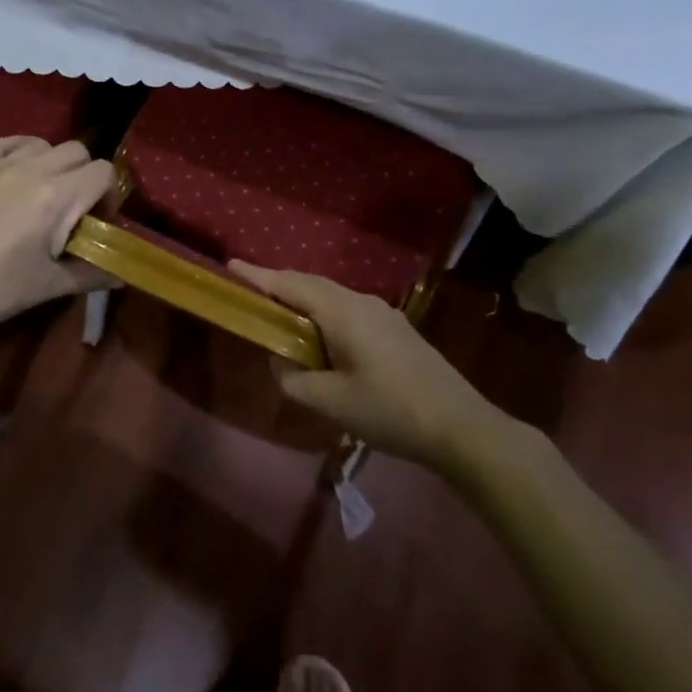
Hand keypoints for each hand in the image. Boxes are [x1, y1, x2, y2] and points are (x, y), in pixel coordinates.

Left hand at [0, 137, 118, 347]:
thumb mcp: (52, 285)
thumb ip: (93, 274)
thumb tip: (121, 275)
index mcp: (57, 197)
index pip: (104, 172)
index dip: (109, 195)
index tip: (96, 222)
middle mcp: (33, 170)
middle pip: (79, 152)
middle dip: (86, 177)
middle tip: (75, 212)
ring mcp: (1, 166)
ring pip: (46, 144)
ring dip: (56, 164)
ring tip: (47, 196)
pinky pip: (7, 142)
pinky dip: (21, 150)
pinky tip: (21, 171)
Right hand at [231, 263, 510, 471]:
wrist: (460, 426)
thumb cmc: (389, 410)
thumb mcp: (330, 402)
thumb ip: (293, 379)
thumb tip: (280, 362)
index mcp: (341, 311)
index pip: (290, 284)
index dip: (258, 276)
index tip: (230, 266)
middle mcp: (361, 301)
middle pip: (310, 284)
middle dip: (278, 285)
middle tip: (249, 292)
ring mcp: (383, 313)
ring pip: (331, 296)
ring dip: (302, 300)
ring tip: (280, 315)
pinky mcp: (396, 328)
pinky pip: (347, 309)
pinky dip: (323, 313)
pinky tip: (321, 337)